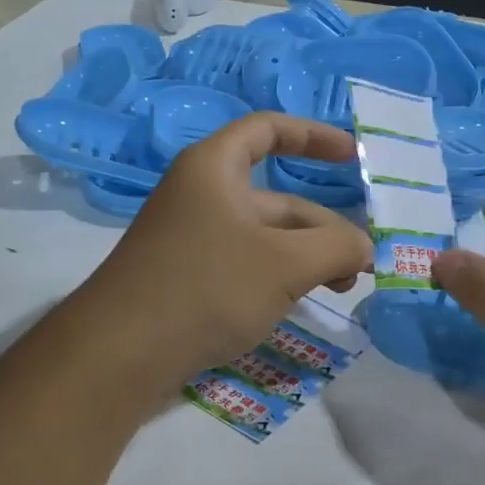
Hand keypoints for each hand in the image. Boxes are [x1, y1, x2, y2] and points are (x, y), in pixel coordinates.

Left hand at [75, 113, 370, 393]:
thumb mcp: (285, 264)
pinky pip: (244, 263)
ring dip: (306, 257)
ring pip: (264, 236)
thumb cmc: (207, 288)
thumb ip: (337, 247)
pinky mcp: (186, 276)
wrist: (119, 354)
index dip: (313, 136)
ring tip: (340, 289)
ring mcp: (191, 238)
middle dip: (323, 227)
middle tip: (360, 264)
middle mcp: (201, 195)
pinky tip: (297, 304)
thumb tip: (365, 248)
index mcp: (214, 169)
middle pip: (276, 198)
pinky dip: (278, 276)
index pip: (268, 130)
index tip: (352, 156)